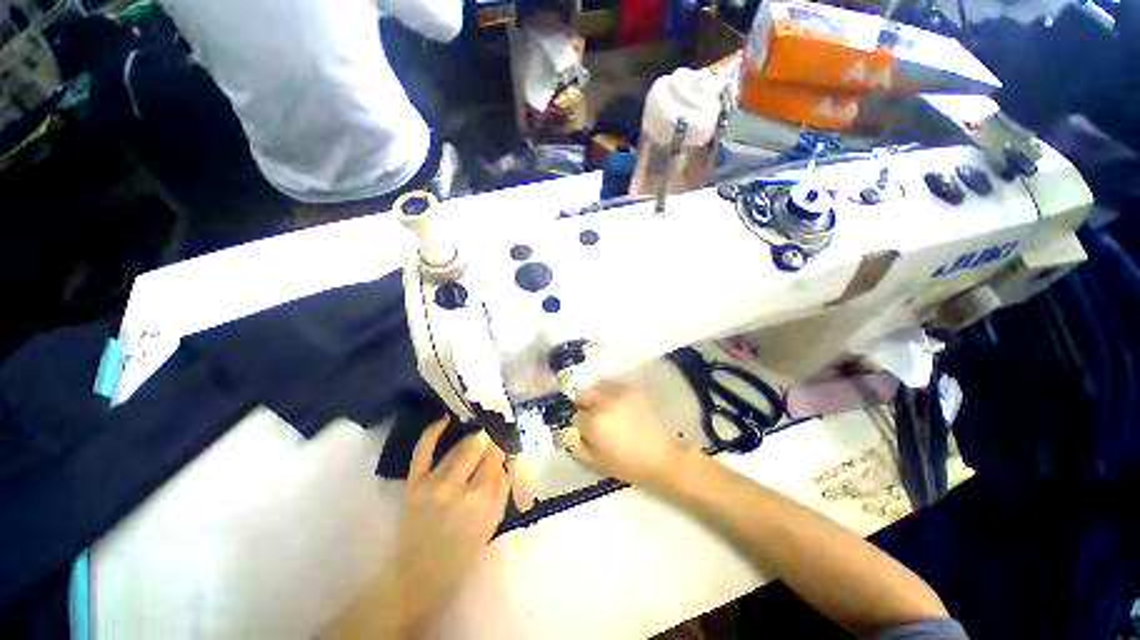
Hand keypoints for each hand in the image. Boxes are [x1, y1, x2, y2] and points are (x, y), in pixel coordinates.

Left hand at [326, 419, 508, 638]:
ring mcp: (431, 482)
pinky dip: (432, 432)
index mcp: (479, 498)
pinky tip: (444, 420)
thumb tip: (504, 459)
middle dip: (488, 437)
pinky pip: (422, 451)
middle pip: (476, 446)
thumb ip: (502, 487)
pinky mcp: (413, 483)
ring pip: (456, 448)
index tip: (506, 436)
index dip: (501, 443)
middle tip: (493, 434)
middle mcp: (455, 485)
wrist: (421, 574)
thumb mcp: (493, 522)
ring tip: (477, 437)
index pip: (495, 456)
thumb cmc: (464, 550)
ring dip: (470, 439)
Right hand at [570, 382, 690, 485]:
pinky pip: (613, 384)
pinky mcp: (632, 389)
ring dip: (597, 396)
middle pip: (583, 395)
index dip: (581, 426)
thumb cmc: (628, 464)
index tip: (588, 433)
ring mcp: (619, 392)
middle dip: (585, 406)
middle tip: (594, 418)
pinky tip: (617, 403)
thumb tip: (568, 433)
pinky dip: (610, 392)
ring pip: (597, 387)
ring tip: (606, 408)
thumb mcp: (597, 463)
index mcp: (593, 422)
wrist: (662, 456)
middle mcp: (603, 402)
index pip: (575, 416)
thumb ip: (577, 446)